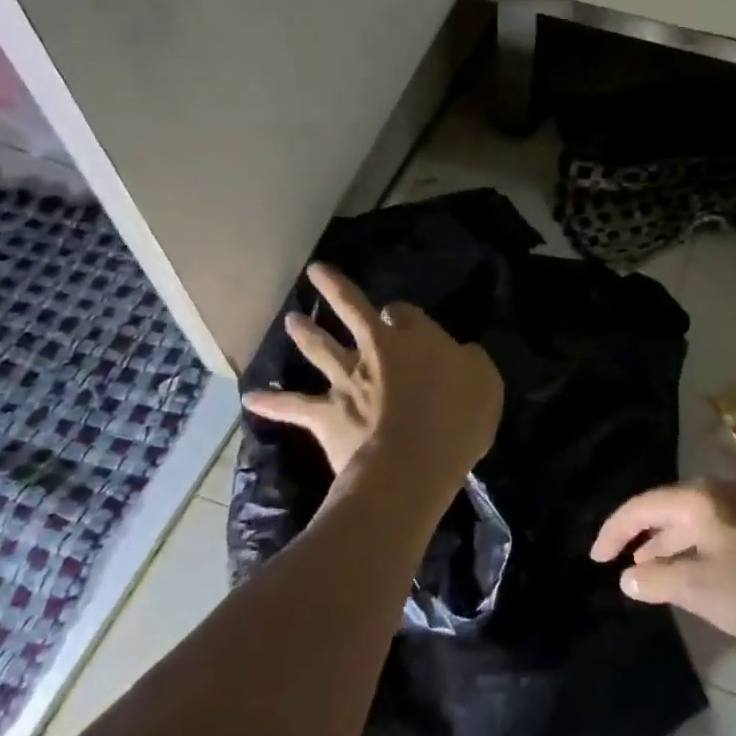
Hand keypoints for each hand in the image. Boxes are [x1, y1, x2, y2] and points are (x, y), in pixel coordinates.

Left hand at [244, 264, 503, 496]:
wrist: (412, 463)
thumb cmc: (456, 419)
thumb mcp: (484, 381)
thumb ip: (470, 361)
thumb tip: (460, 354)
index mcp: (414, 337)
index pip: (402, 312)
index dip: (401, 314)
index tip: (401, 318)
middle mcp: (375, 350)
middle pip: (350, 311)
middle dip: (333, 289)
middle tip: (315, 272)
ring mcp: (346, 382)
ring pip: (319, 349)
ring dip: (303, 333)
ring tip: (289, 320)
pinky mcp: (326, 416)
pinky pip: (294, 407)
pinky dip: (271, 402)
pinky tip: (250, 398)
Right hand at [590, 479, 735, 642]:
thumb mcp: (698, 588)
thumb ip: (657, 580)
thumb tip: (628, 576)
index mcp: (696, 500)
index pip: (641, 506)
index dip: (614, 530)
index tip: (596, 558)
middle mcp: (715, 492)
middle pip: (665, 508)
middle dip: (640, 536)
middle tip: (619, 564)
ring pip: (689, 520)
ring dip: (665, 543)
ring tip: (649, 570)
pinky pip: (710, 529)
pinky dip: (690, 547)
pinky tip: (690, 571)